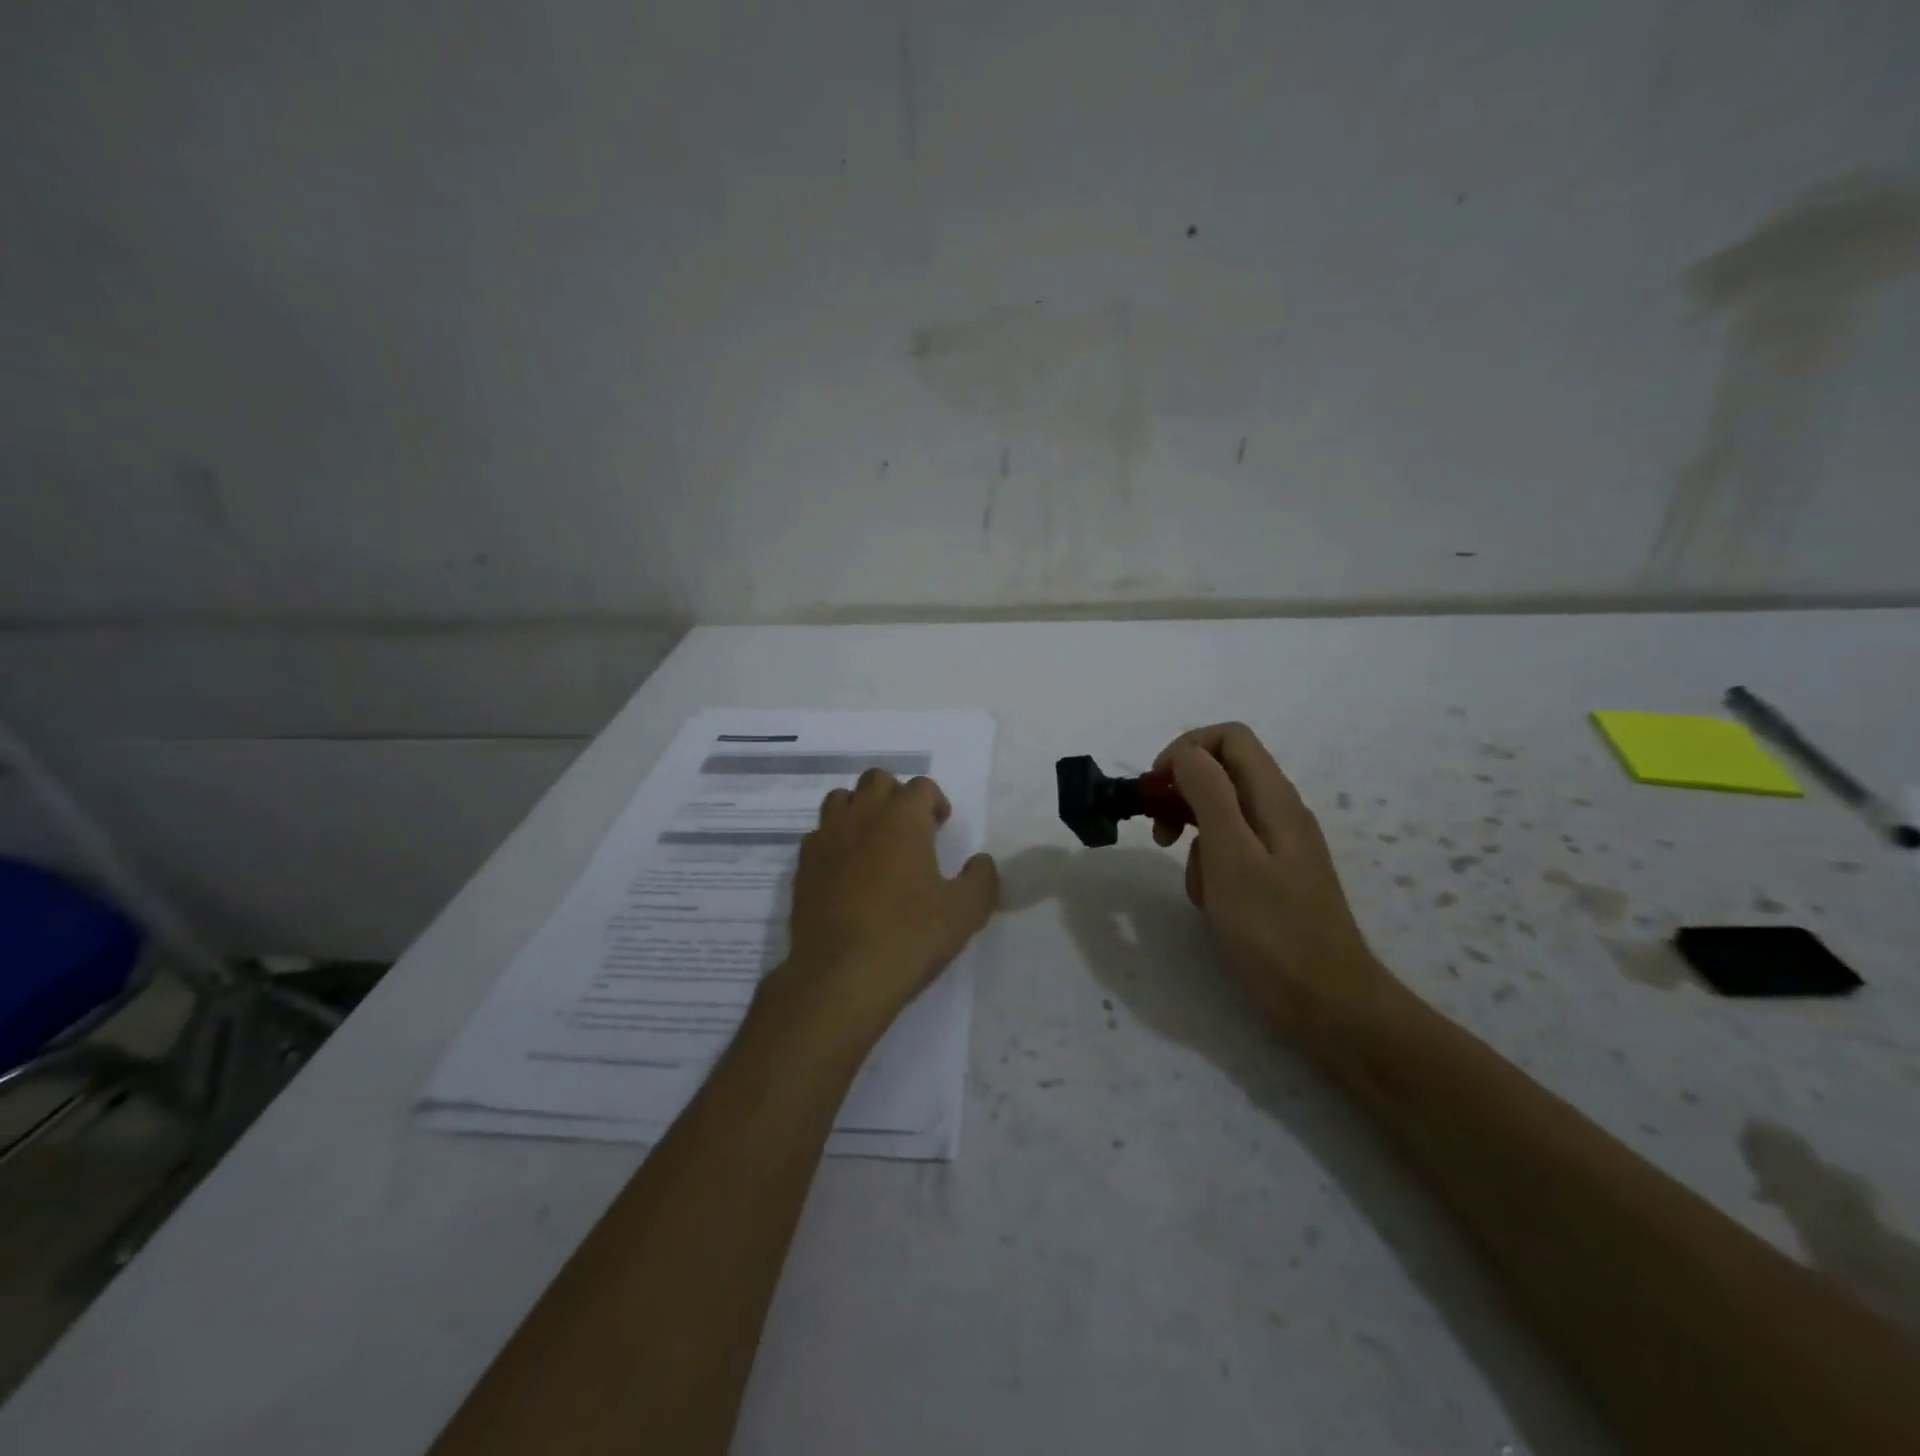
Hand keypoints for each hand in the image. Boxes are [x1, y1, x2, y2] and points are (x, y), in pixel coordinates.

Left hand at [771, 769, 998, 1041]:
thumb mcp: (965, 911)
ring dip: (861, 810)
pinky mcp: (803, 866)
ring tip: (874, 843)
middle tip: (910, 829)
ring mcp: (826, 838)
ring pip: (841, 800)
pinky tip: (846, 871)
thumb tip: (981, 861)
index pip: (921, 786)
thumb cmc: (909, 936)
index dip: (935, 802)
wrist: (840, 976)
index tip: (941, 827)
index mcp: (903, 818)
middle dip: (896, 796)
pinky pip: (819, 835)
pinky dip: (835, 840)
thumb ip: (981, 879)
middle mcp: (862, 816)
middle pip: (876, 780)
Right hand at [1151, 723, 1398, 1035]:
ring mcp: (1278, 846)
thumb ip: (1208, 794)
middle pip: (1222, 773)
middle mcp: (1279, 812)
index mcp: (1273, 798)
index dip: (1185, 750)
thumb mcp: (1230, 855)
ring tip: (1195, 882)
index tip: (1156, 789)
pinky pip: (1229, 852)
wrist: (1327, 1004)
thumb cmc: (1273, 929)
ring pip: (1220, 815)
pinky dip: (1209, 866)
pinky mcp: (1273, 878)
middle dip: (1182, 794)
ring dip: (1194, 838)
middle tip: (1159, 833)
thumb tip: (1185, 755)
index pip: (1228, 738)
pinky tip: (1211, 902)